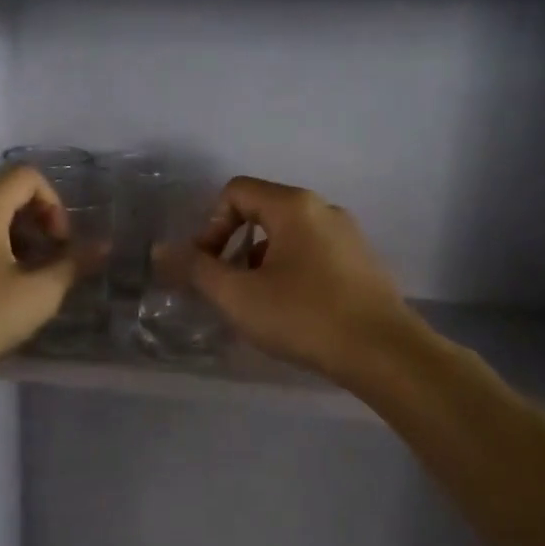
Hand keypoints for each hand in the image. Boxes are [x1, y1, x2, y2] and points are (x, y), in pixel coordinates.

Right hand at [186, 177, 417, 385]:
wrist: (384, 353)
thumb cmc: (305, 317)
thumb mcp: (239, 296)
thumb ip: (196, 269)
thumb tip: (161, 250)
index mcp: (294, 206)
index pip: (236, 192)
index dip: (210, 226)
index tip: (208, 267)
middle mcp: (323, 209)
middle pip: (261, 211)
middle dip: (234, 247)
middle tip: (227, 288)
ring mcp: (348, 235)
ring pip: (287, 236)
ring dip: (260, 263)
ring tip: (257, 305)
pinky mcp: (361, 262)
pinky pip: (312, 253)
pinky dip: (289, 272)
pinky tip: (292, 311)